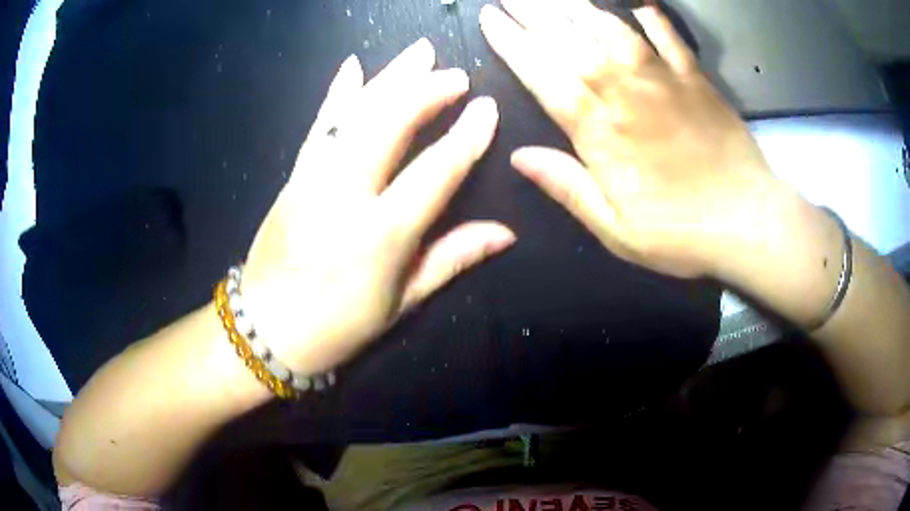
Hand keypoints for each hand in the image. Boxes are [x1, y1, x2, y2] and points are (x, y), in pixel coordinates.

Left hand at [243, 39, 514, 373]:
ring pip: (354, 114)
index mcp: (379, 236)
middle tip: (456, 73)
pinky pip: (319, 125)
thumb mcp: (402, 302)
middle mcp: (343, 196)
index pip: (434, 172)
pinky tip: (353, 66)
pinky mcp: (293, 175)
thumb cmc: (338, 325)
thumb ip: (453, 258)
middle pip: (388, 126)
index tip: (488, 107)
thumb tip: (506, 233)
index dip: (465, 137)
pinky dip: (338, 92)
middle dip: (425, 91)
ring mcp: (312, 179)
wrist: (266, 327)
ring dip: (389, 78)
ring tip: (419, 52)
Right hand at [480, 0, 781, 277]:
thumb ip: (568, 186)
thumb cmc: (681, 233)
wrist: (749, 222)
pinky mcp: (695, 77)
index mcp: (600, 130)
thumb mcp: (616, 229)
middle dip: (534, 12)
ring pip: (610, 26)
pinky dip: (648, 14)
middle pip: (569, 39)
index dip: (512, 43)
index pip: (543, 72)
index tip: (492, 19)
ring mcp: (663, 78)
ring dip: (577, 5)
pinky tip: (635, 2)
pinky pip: (666, 34)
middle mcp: (625, 91)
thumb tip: (518, 157)